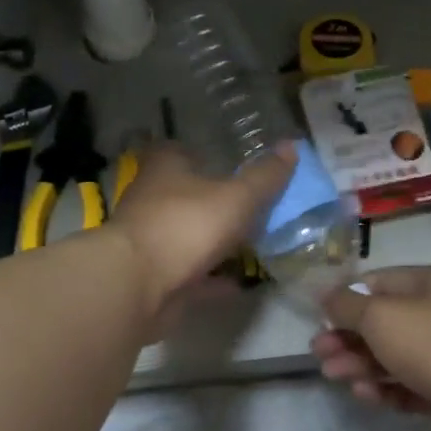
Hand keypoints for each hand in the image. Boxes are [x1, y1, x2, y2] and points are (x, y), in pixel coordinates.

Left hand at [109, 143, 295, 316]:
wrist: (138, 285)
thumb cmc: (187, 225)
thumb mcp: (237, 197)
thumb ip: (265, 176)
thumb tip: (292, 146)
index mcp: (166, 168)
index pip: (182, 150)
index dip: (206, 154)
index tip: (232, 163)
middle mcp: (153, 199)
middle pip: (186, 194)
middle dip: (215, 200)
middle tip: (252, 207)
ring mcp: (151, 239)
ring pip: (188, 234)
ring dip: (214, 241)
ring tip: (252, 245)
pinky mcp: (154, 275)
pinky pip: (191, 273)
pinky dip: (213, 278)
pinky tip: (238, 283)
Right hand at [310, 266, 430, 430]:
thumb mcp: (381, 315)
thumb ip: (347, 305)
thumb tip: (324, 293)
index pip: (380, 282)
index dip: (347, 297)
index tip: (319, 317)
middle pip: (384, 322)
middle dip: (348, 336)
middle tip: (318, 352)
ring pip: (394, 356)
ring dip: (360, 364)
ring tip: (332, 375)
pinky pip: (409, 386)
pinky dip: (385, 389)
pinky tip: (363, 394)